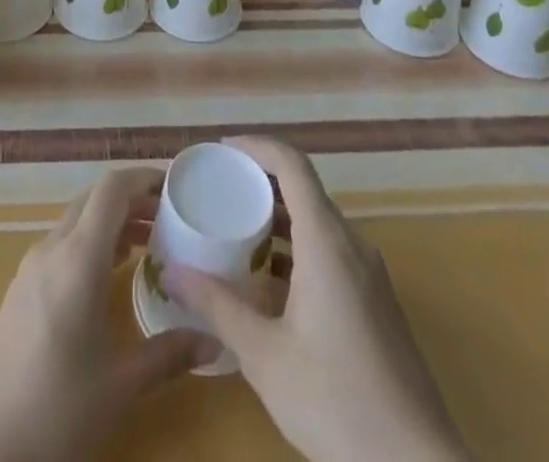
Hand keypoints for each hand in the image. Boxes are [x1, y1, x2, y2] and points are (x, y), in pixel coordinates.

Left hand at [0, 167, 216, 461]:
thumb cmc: (59, 411)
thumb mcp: (122, 386)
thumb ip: (170, 354)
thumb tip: (214, 338)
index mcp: (77, 258)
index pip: (111, 189)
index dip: (143, 178)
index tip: (174, 187)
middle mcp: (51, 249)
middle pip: (93, 199)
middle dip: (131, 200)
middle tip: (168, 218)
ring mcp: (31, 267)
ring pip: (76, 221)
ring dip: (110, 222)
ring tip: (147, 244)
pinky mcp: (20, 289)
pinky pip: (61, 245)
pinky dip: (90, 243)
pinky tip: (108, 276)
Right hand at [165, 136, 468, 461]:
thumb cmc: (337, 402)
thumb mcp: (265, 356)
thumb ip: (218, 307)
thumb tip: (172, 271)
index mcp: (327, 242)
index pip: (292, 164)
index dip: (257, 146)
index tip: (221, 151)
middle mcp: (352, 245)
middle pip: (304, 190)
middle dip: (260, 184)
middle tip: (218, 193)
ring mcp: (369, 275)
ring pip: (317, 224)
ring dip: (277, 220)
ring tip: (235, 234)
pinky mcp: (376, 303)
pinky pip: (330, 253)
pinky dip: (296, 250)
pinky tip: (268, 284)